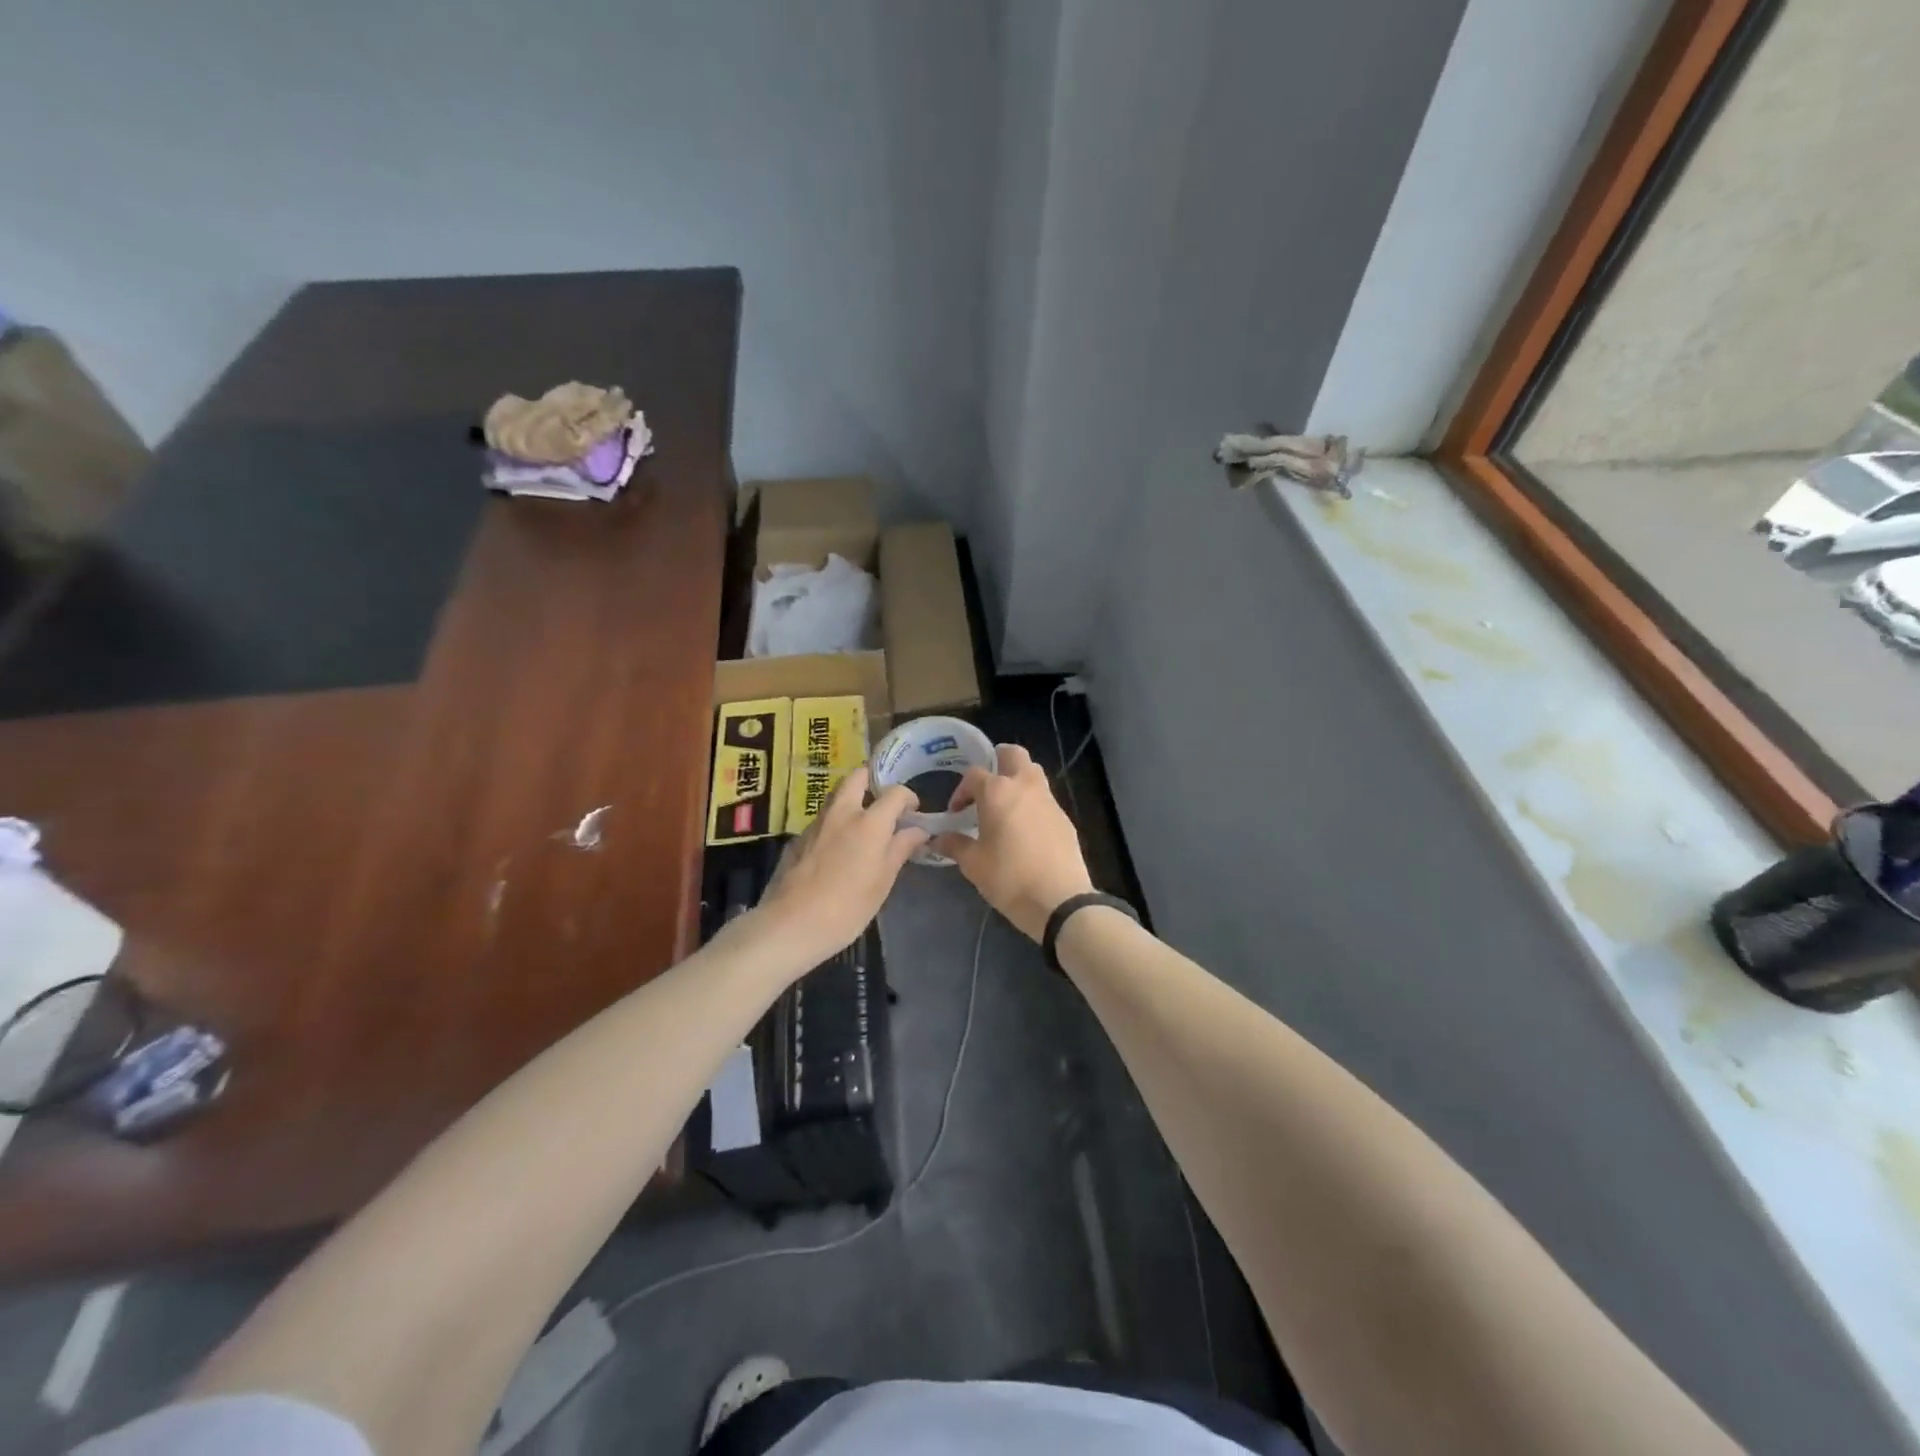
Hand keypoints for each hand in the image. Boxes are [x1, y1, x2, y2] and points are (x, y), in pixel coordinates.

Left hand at [750, 767, 926, 971]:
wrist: (791, 925)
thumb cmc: (847, 907)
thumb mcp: (883, 881)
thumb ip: (900, 849)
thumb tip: (918, 830)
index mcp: (869, 822)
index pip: (894, 793)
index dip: (908, 797)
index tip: (913, 811)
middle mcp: (842, 813)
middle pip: (856, 777)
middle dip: (872, 779)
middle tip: (883, 799)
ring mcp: (816, 823)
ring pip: (836, 796)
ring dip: (852, 800)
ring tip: (863, 825)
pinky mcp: (798, 838)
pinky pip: (822, 819)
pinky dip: (835, 823)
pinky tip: (838, 849)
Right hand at [932, 744, 1093, 940]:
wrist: (1059, 900)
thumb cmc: (1009, 878)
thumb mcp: (973, 864)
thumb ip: (954, 845)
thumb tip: (937, 839)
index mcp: (997, 792)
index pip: (974, 775)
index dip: (961, 791)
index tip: (956, 813)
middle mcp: (1025, 786)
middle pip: (1012, 754)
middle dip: (996, 762)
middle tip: (985, 788)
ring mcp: (1049, 800)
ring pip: (1032, 772)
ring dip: (1017, 780)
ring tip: (1004, 808)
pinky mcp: (1064, 817)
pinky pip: (1044, 798)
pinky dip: (1032, 803)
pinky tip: (1025, 830)